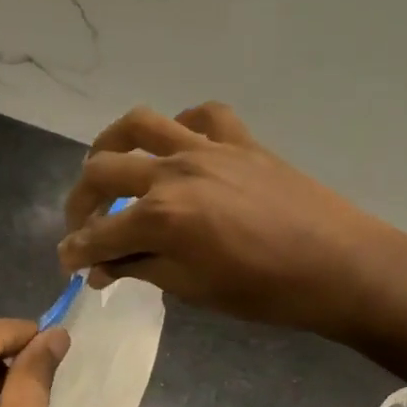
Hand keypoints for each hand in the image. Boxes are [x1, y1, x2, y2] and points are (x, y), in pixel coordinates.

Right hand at [59, 103, 392, 338]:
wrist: (338, 266)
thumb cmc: (264, 291)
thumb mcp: (193, 289)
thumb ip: (141, 269)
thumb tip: (101, 268)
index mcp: (161, 217)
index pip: (98, 233)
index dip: (75, 250)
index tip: (67, 262)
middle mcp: (174, 171)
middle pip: (104, 170)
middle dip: (80, 200)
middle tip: (82, 225)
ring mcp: (208, 148)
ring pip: (141, 124)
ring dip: (112, 143)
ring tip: (107, 163)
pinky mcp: (240, 140)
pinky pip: (202, 115)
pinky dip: (182, 124)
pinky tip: (179, 145)